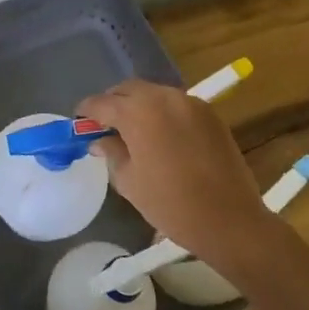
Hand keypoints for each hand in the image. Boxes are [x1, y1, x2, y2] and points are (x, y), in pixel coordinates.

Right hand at [76, 79, 278, 276]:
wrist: (229, 219)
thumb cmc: (171, 204)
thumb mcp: (129, 182)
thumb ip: (111, 153)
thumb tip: (100, 140)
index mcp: (138, 112)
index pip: (101, 103)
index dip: (86, 113)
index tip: (79, 124)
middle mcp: (163, 97)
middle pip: (128, 90)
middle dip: (112, 103)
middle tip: (104, 126)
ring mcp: (189, 102)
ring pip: (153, 94)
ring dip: (138, 106)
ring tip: (132, 130)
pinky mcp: (209, 113)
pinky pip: (176, 103)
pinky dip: (162, 112)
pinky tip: (160, 135)